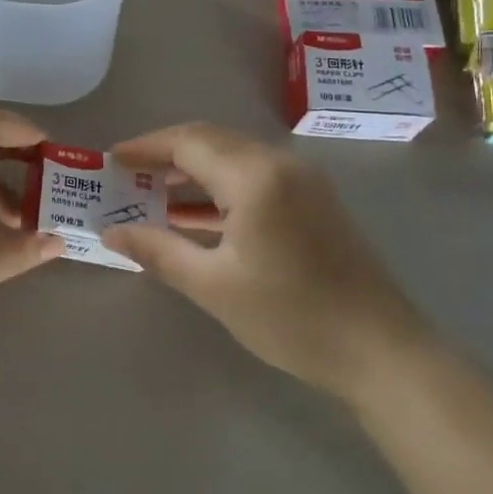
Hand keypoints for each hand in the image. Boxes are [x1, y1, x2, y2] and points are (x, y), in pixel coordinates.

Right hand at [102, 123, 427, 400]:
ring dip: (191, 171)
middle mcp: (280, 164)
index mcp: (255, 176)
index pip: (188, 142)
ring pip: (233, 158)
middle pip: (210, 141)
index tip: (110, 160)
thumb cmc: (291, 317)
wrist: (382, 352)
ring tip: (150, 195)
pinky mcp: (313, 201)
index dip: (145, 147)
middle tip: (126, 176)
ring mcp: (302, 180)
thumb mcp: (213, 286)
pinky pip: (254, 178)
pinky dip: (218, 188)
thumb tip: (111, 232)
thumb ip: (158, 250)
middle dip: (165, 155)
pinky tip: (193, 215)